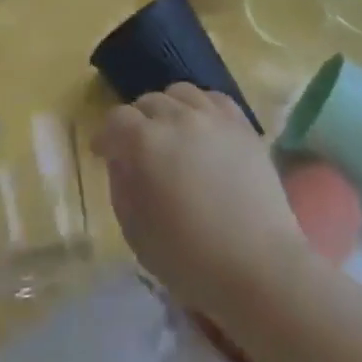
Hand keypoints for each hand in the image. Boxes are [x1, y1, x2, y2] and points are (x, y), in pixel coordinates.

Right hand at [93, 84, 308, 318]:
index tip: (103, 153)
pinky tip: (201, 128)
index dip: (106, 136)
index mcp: (147, 143)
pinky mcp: (243, 126)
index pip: (117, 120)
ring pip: (181, 93)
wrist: (259, 268)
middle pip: (148, 102)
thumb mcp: (136, 232)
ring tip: (171, 133)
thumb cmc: (190, 260)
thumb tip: (121, 161)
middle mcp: (179, 118)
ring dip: (168, 109)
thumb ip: (122, 187)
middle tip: (137, 149)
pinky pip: (214, 99)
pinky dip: (200, 107)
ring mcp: (215, 117)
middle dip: (136, 123)